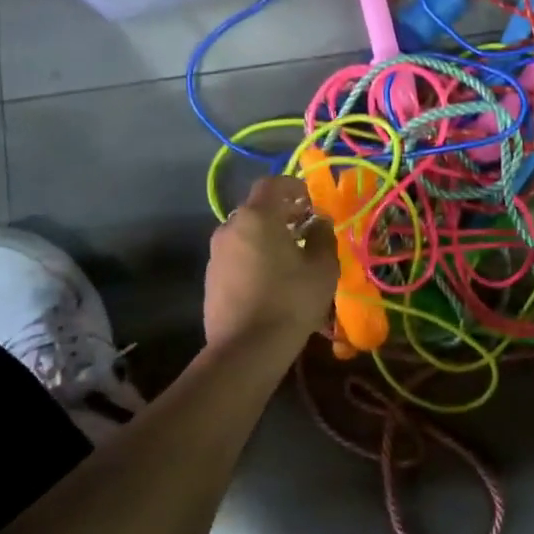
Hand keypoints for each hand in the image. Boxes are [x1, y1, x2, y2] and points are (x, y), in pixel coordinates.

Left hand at [204, 177, 339, 359]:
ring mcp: (216, 254)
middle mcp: (230, 227)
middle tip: (305, 229)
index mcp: (257, 217)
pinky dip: (254, 255)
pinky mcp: (211, 278)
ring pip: (246, 233)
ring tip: (291, 256)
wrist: (246, 349)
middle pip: (257, 208)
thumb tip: (318, 223)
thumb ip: (322, 237)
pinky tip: (272, 279)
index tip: (311, 202)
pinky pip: (237, 255)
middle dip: (282, 213)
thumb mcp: (322, 267)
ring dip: (267, 236)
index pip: (272, 184)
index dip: (294, 186)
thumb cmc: (290, 301)